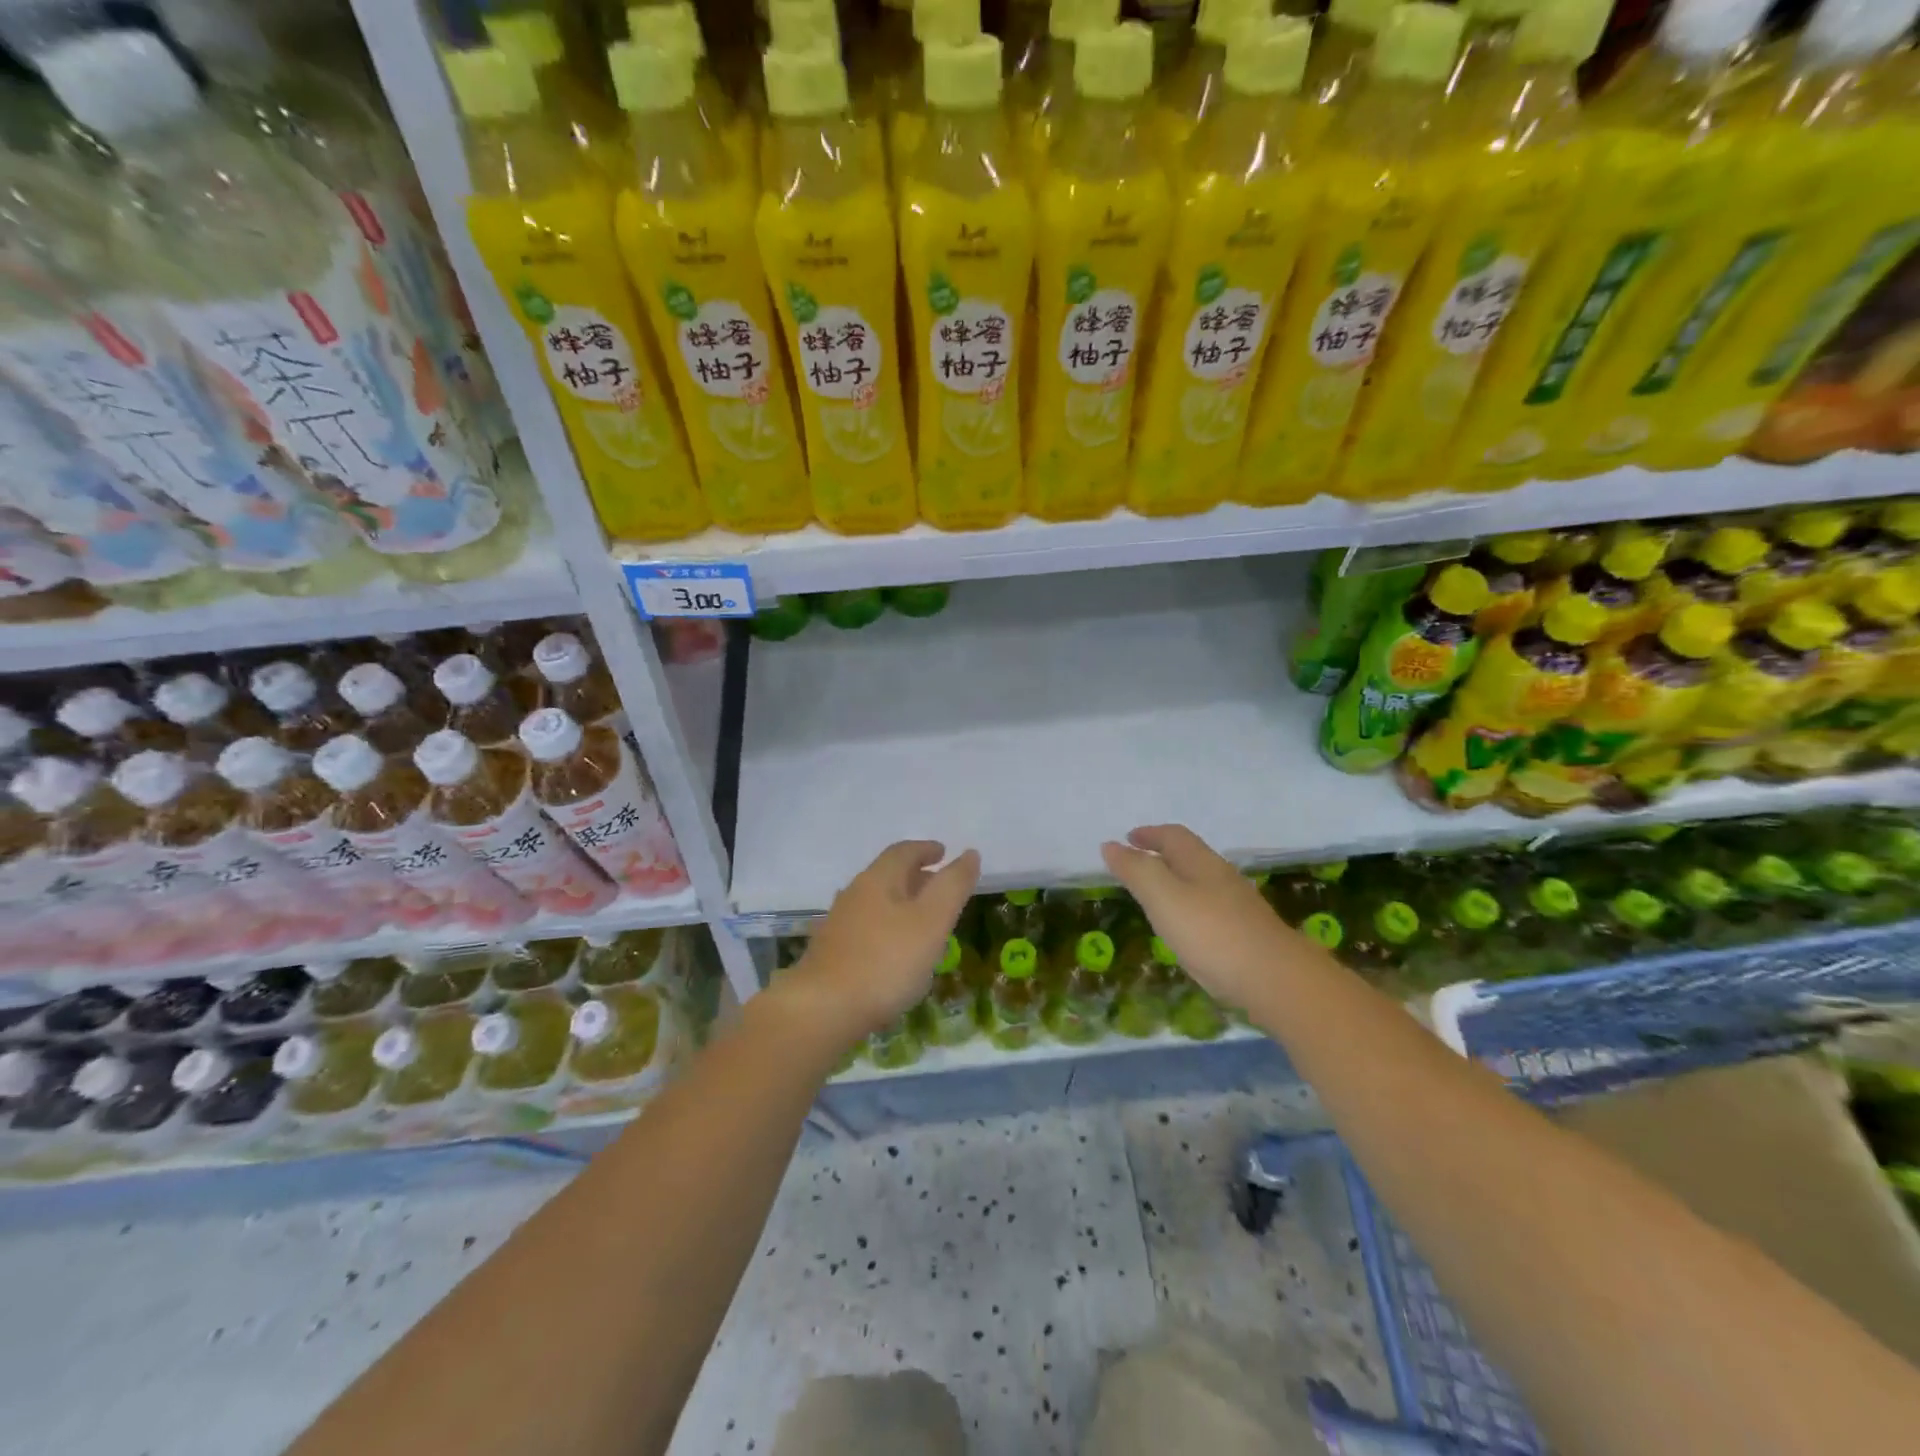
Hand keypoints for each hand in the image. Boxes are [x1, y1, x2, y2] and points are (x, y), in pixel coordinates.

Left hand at [785, 841, 980, 1043]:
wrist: (822, 1009)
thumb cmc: (885, 961)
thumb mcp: (932, 921)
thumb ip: (953, 886)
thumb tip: (970, 853)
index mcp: (878, 879)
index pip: (904, 851)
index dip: (926, 849)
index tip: (944, 853)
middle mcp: (854, 893)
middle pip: (888, 874)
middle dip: (916, 876)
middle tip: (940, 886)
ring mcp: (839, 924)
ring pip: (876, 902)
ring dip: (901, 904)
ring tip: (923, 921)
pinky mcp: (831, 952)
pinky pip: (866, 928)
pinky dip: (887, 929)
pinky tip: (895, 952)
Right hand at [1101, 825, 1297, 1010]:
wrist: (1277, 980)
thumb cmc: (1212, 933)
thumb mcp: (1163, 898)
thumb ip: (1136, 871)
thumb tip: (1110, 845)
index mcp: (1201, 862)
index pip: (1173, 836)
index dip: (1149, 834)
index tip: (1127, 838)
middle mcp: (1222, 877)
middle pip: (1189, 856)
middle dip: (1162, 855)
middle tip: (1137, 864)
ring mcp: (1238, 906)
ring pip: (1201, 882)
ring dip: (1176, 881)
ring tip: (1156, 895)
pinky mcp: (1247, 933)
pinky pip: (1211, 909)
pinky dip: (1190, 907)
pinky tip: (1187, 929)